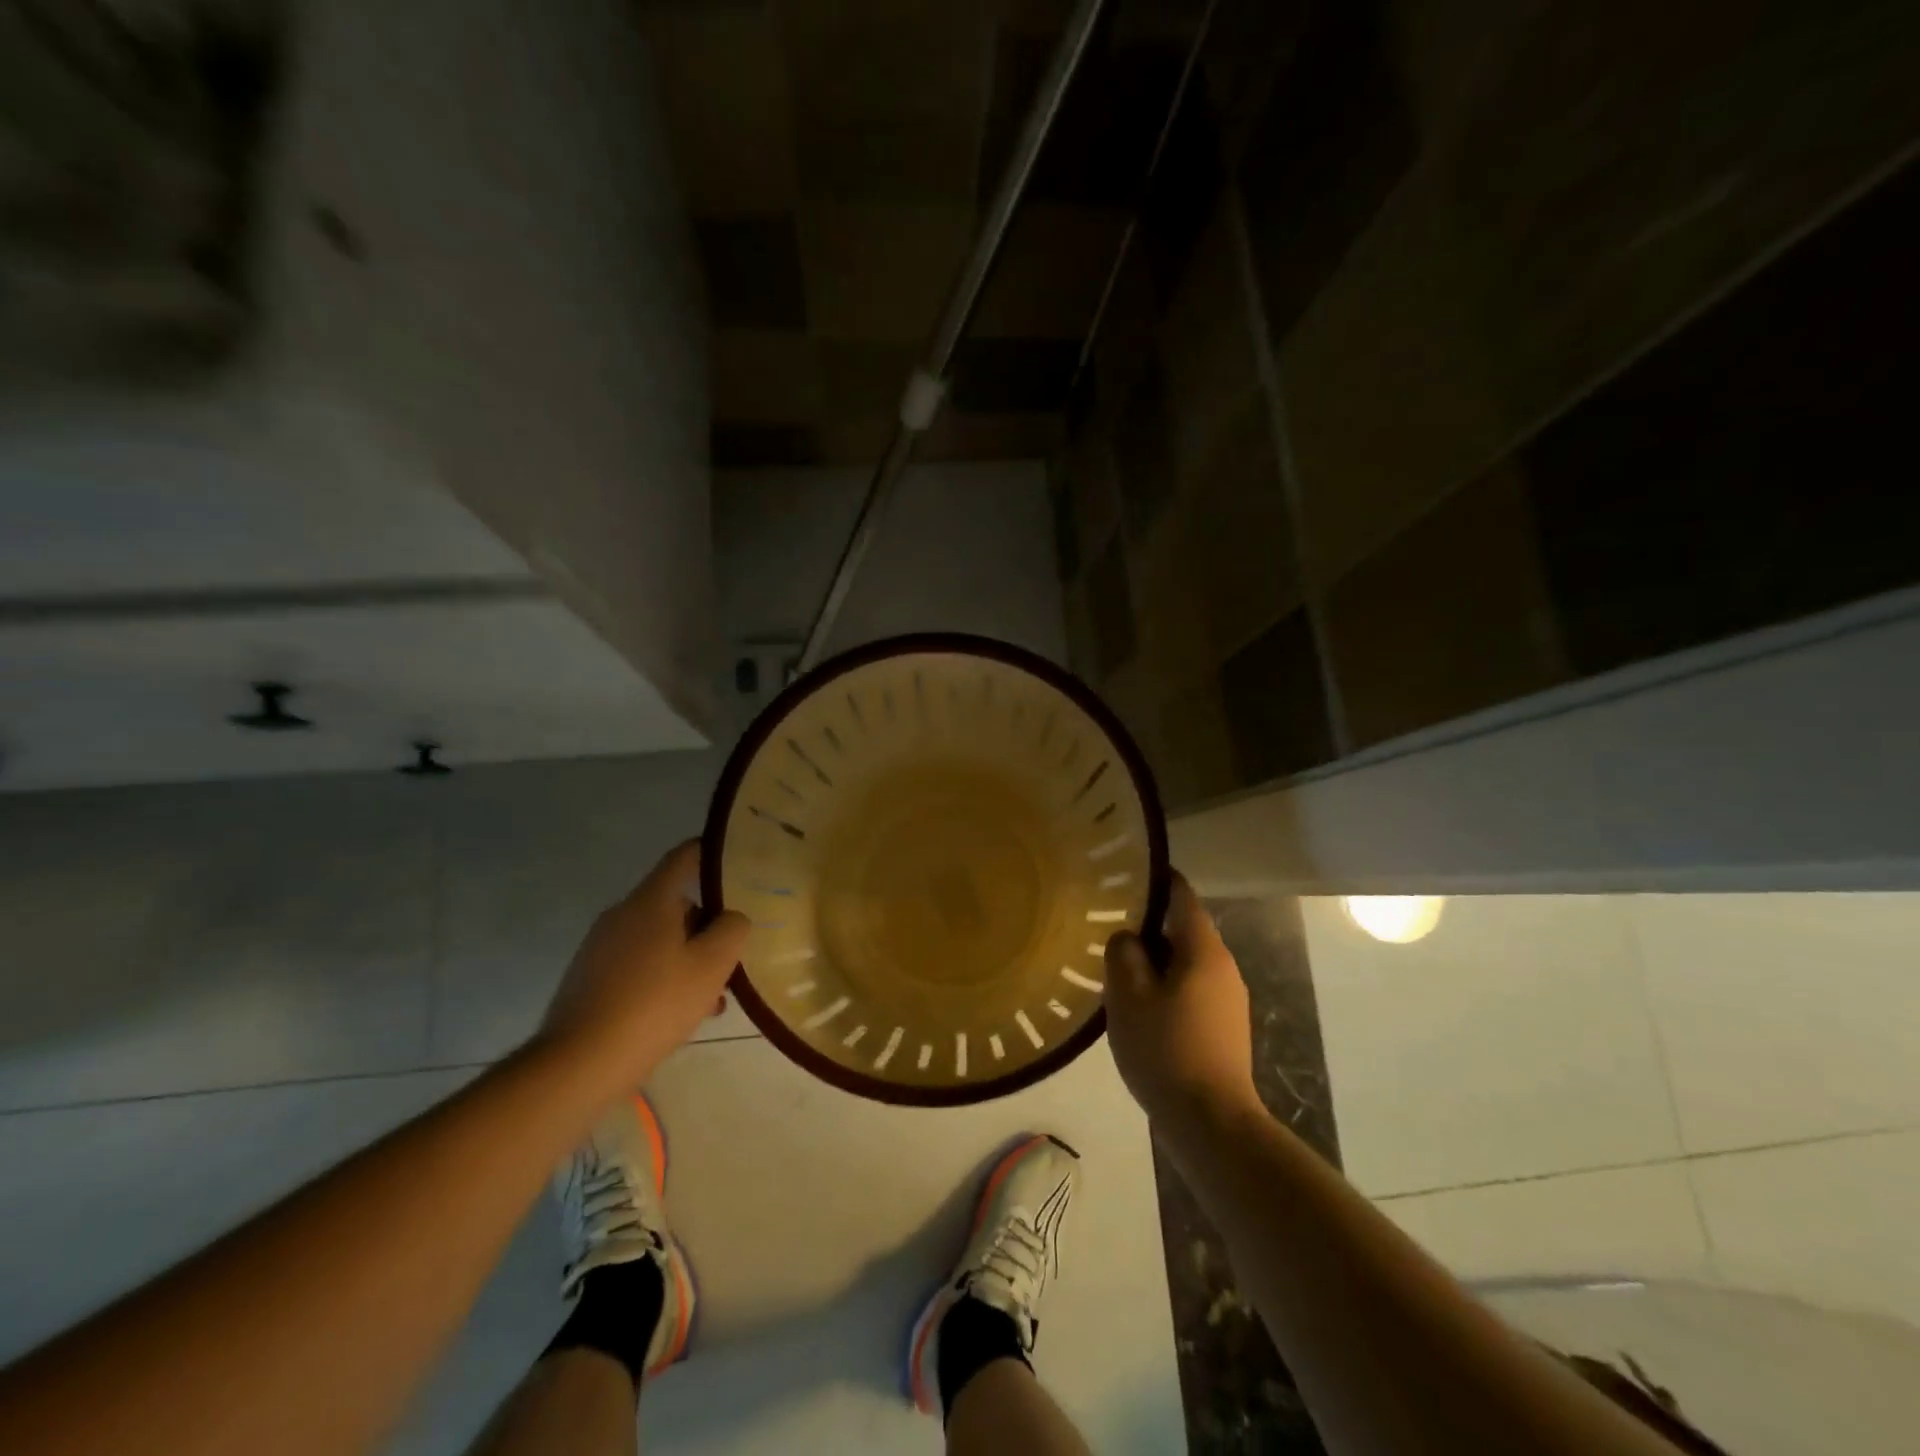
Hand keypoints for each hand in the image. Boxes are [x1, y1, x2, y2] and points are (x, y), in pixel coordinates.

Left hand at [537, 840, 749, 1091]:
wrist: (577, 1064)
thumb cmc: (654, 1004)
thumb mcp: (712, 965)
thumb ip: (732, 930)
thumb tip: (730, 918)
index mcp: (650, 901)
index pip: (683, 857)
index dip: (709, 853)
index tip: (734, 861)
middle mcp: (621, 914)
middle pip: (674, 905)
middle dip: (705, 928)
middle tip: (729, 960)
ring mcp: (600, 947)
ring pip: (657, 940)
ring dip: (686, 959)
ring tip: (709, 1000)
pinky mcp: (588, 978)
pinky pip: (636, 965)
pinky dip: (661, 979)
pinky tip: (676, 1016)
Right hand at [1104, 873, 1260, 1134]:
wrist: (1211, 1122)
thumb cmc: (1166, 1049)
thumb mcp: (1129, 996)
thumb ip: (1123, 954)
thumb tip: (1128, 938)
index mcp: (1204, 950)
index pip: (1182, 896)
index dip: (1157, 880)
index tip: (1127, 875)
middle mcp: (1224, 967)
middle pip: (1184, 930)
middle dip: (1148, 926)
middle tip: (1109, 927)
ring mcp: (1229, 1000)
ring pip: (1186, 963)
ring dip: (1155, 961)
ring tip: (1118, 969)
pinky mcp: (1225, 1028)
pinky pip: (1191, 990)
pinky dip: (1166, 987)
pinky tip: (1140, 1008)